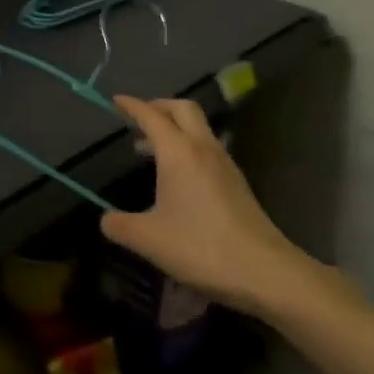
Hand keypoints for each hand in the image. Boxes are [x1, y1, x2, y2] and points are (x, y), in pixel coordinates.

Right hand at [100, 95, 316, 314]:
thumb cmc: (201, 247)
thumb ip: (120, 225)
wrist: (267, 273)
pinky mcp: (238, 184)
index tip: (115, 100)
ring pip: (199, 129)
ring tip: (152, 148)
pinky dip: (189, 148)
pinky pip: (208, 149)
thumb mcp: (148, 240)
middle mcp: (203, 149)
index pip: (151, 116)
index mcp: (179, 153)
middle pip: (183, 109)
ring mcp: (225, 166)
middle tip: (139, 118)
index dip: (131, 106)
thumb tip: (106, 220)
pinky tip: (179, 176)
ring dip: (175, 128)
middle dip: (159, 106)